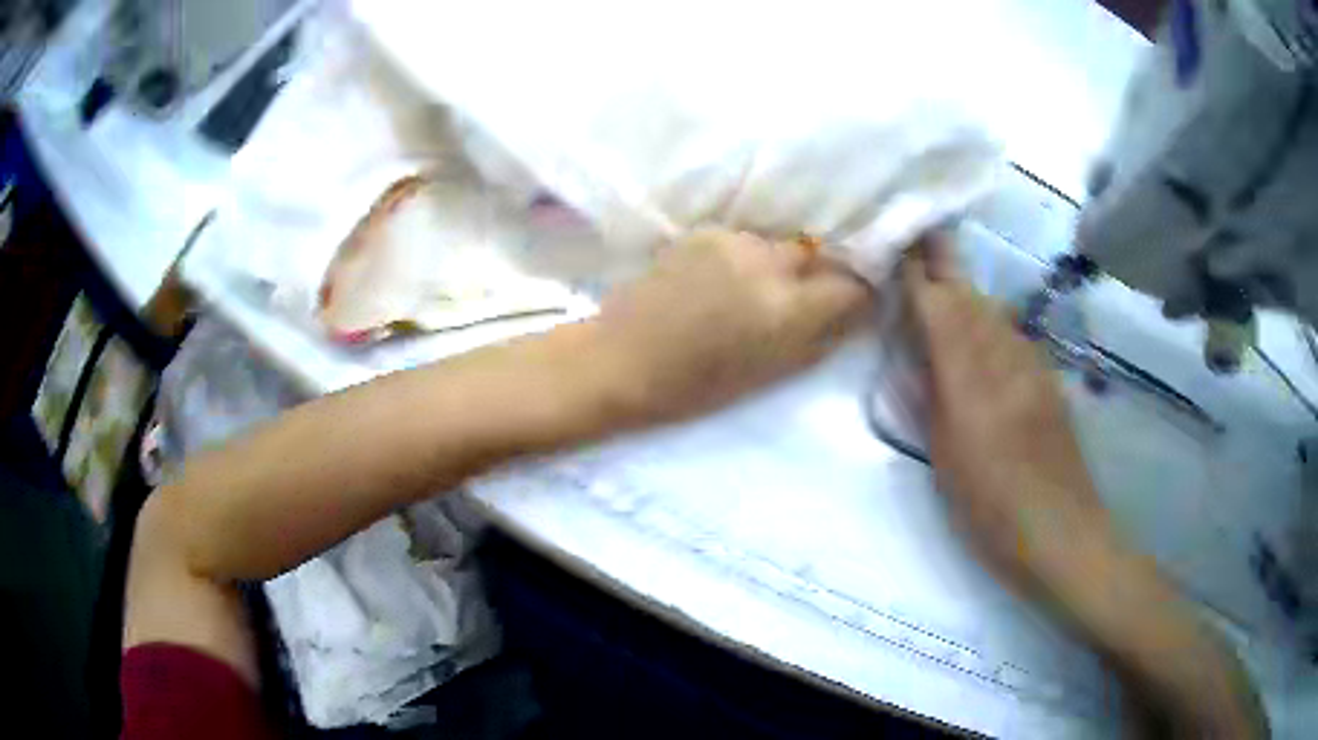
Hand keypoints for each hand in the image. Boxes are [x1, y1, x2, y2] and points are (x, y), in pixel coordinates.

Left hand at [592, 228, 870, 426]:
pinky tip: (724, 279)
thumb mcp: (772, 374)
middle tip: (803, 300)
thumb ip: (822, 338)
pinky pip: (746, 240)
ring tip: (755, 290)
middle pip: (818, 255)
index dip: (859, 297)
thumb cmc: (696, 385)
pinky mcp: (703, 231)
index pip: (851, 286)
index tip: (854, 306)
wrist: (622, 359)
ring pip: (780, 245)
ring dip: (781, 265)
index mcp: (785, 308)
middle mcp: (766, 262)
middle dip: (820, 276)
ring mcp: (732, 241)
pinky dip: (747, 258)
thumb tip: (857, 313)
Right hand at [906, 236, 1267, 736]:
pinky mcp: (1049, 382)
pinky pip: (1015, 336)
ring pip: (995, 314)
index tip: (901, 248)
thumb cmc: (994, 512)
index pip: (941, 313)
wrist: (1062, 533)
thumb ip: (933, 403)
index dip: (920, 278)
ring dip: (967, 292)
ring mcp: (1033, 369)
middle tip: (920, 241)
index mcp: (973, 386)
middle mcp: (1005, 363)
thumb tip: (919, 357)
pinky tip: (986, 328)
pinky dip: (992, 321)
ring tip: (945, 280)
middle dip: (944, 268)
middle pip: (971, 301)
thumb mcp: (948, 463)